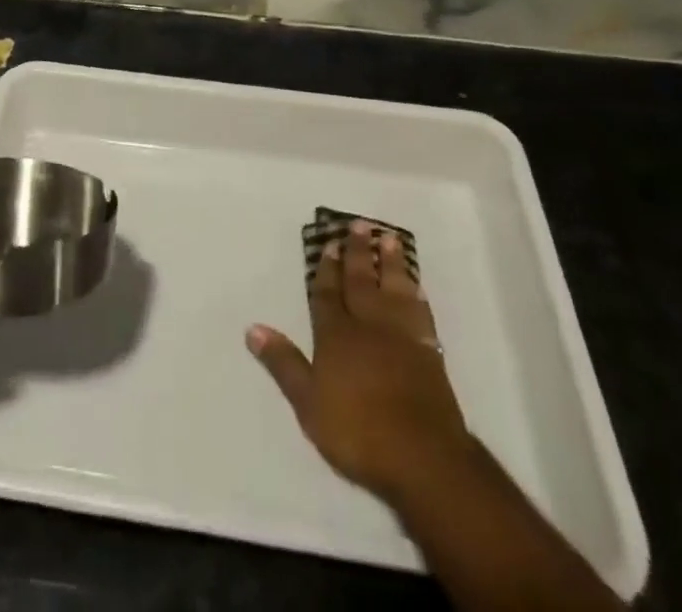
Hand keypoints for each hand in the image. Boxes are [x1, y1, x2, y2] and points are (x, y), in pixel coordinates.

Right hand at [247, 221, 473, 507]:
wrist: (423, 458)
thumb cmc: (358, 432)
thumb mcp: (308, 403)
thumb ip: (283, 364)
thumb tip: (252, 328)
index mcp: (336, 335)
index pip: (328, 294)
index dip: (327, 269)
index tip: (329, 244)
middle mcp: (368, 325)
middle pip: (361, 281)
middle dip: (358, 253)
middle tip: (359, 224)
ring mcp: (402, 336)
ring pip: (393, 288)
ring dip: (390, 262)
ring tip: (389, 238)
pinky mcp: (429, 352)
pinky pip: (420, 311)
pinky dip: (416, 294)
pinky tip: (415, 284)